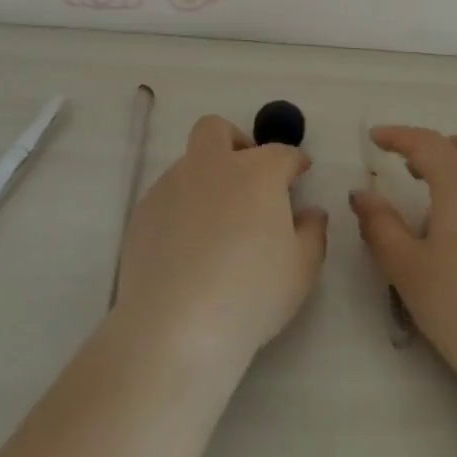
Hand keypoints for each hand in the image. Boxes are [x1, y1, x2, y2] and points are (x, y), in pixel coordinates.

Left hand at [111, 115, 327, 372]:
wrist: (175, 326)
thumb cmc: (251, 294)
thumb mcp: (302, 270)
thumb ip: (313, 232)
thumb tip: (310, 212)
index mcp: (256, 172)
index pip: (282, 153)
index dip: (294, 162)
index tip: (300, 173)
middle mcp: (212, 165)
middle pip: (218, 130)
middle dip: (236, 142)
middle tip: (248, 178)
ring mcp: (172, 185)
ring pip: (190, 164)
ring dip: (207, 180)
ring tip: (216, 227)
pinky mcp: (143, 212)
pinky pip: (168, 197)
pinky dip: (182, 209)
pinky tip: (187, 249)